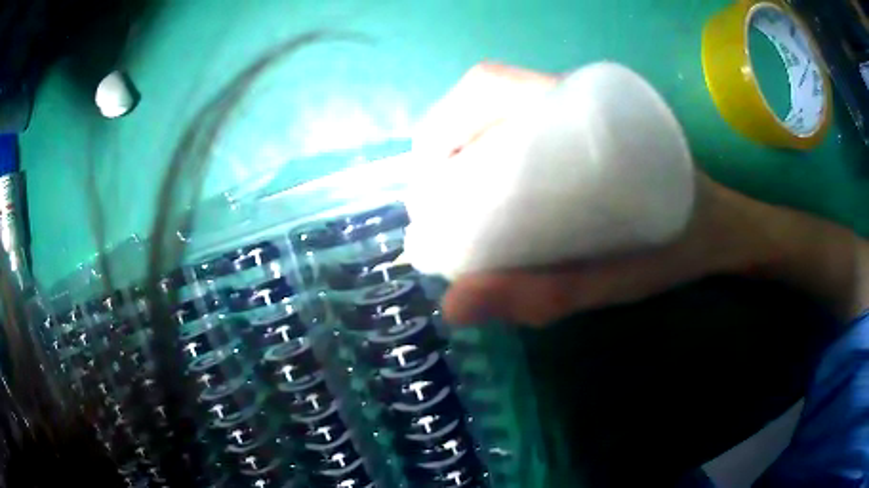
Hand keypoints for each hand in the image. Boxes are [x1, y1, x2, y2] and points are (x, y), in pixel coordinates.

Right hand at [413, 63, 793, 325]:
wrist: (721, 228)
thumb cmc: (680, 245)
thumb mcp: (620, 278)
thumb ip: (547, 291)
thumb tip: (454, 306)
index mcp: (589, 109)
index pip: (491, 85)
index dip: (443, 126)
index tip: (429, 186)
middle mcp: (578, 99)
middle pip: (484, 100)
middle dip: (444, 149)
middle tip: (439, 210)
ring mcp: (579, 112)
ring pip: (498, 114)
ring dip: (462, 154)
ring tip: (456, 210)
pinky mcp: (584, 131)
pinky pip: (522, 131)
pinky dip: (490, 159)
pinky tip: (492, 200)